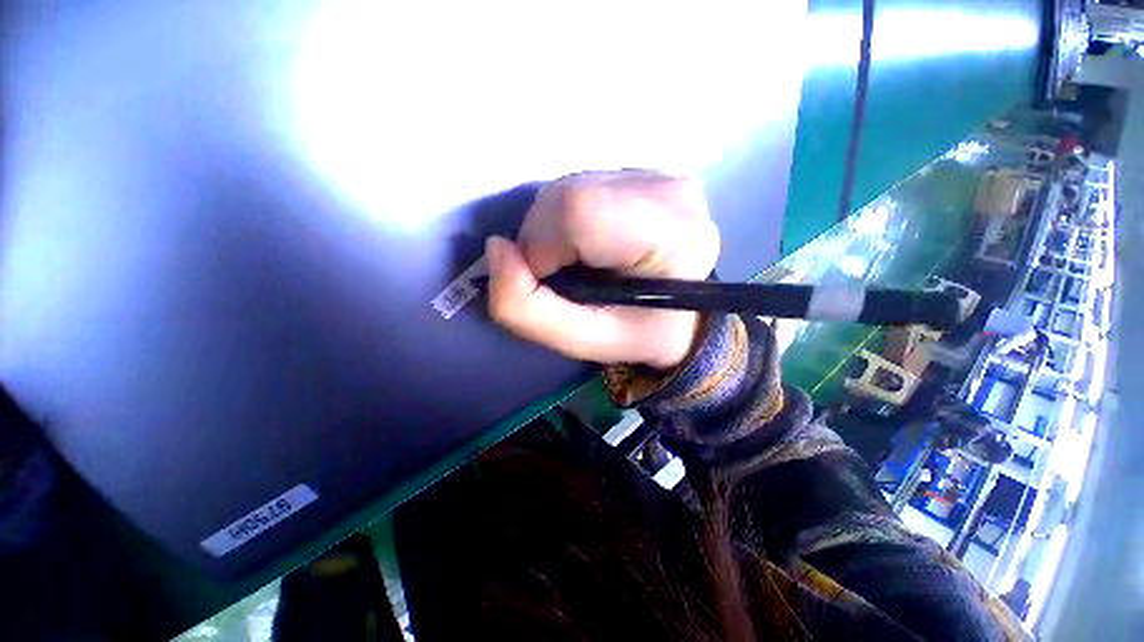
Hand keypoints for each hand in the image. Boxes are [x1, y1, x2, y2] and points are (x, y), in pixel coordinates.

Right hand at [486, 170, 719, 369]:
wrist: (682, 314)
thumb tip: (495, 249)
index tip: (551, 280)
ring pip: (569, 186)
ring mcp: (659, 174)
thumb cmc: (638, 332)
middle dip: (543, 240)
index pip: (578, 211)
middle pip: (568, 193)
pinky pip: (581, 185)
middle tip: (564, 275)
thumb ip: (526, 308)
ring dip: (554, 230)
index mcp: (669, 234)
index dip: (543, 247)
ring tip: (580, 261)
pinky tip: (592, 243)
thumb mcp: (582, 340)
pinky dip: (568, 219)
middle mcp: (670, 190)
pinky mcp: (644, 172)